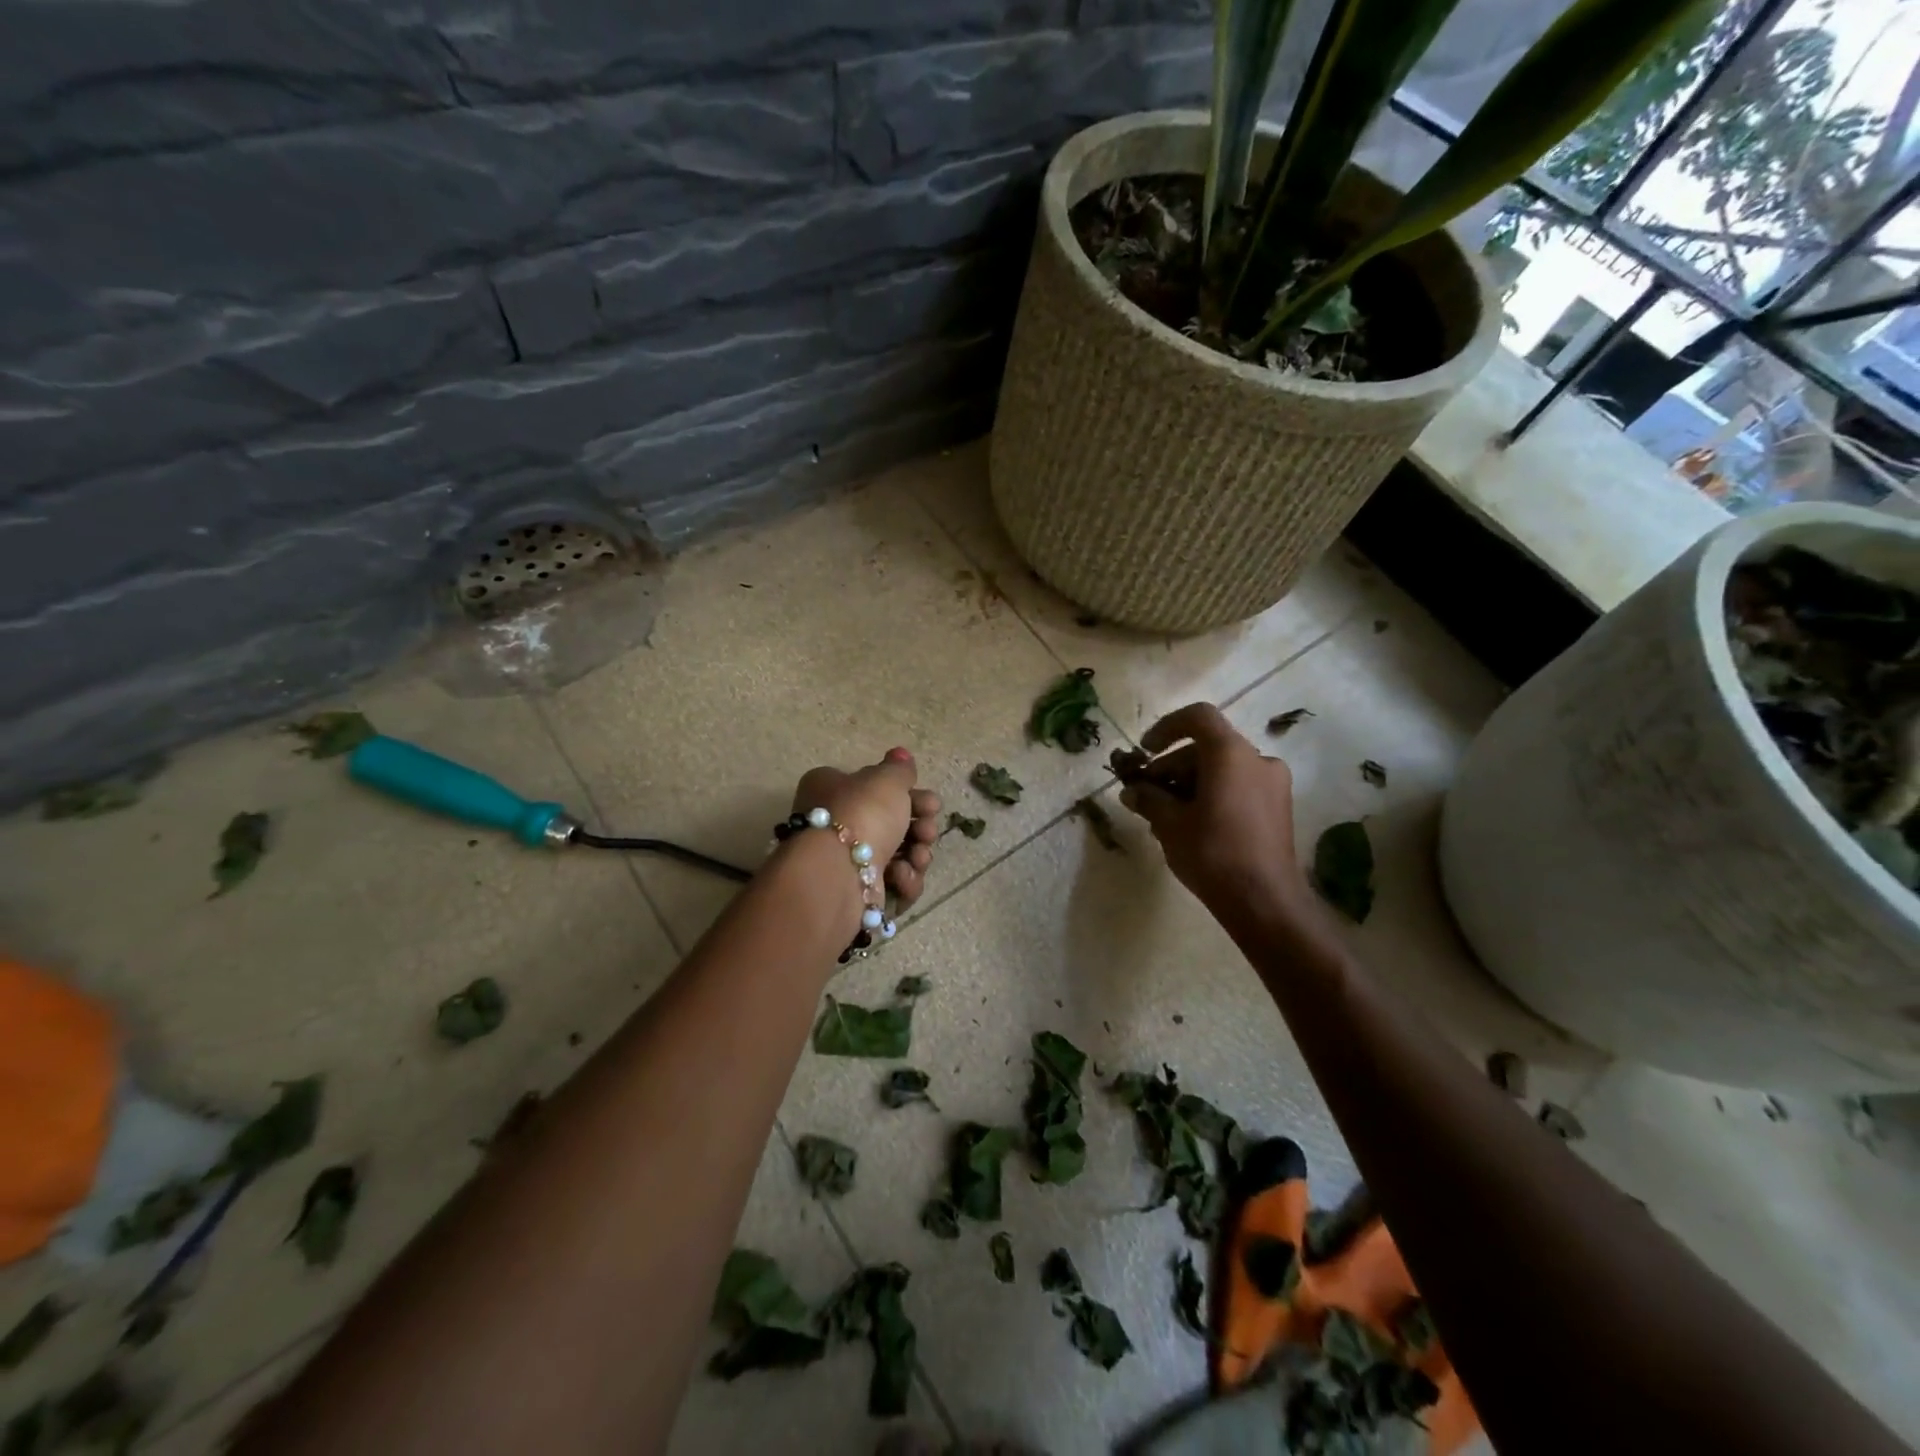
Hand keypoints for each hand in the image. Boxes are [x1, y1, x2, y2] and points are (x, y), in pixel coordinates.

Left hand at [791, 749, 943, 908]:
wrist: (839, 873)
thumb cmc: (861, 813)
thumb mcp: (886, 779)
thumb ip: (899, 769)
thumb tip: (900, 755)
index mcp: (832, 790)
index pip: (875, 789)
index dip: (908, 794)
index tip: (931, 802)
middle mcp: (835, 825)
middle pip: (891, 824)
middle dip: (919, 827)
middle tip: (927, 829)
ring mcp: (847, 862)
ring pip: (897, 856)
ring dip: (917, 855)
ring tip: (918, 856)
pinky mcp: (859, 894)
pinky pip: (893, 885)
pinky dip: (904, 881)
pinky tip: (902, 877)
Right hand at [1117, 703, 1312, 930]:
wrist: (1265, 902)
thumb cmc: (1213, 853)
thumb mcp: (1170, 824)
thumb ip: (1149, 799)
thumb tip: (1131, 791)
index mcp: (1231, 754)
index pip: (1198, 717)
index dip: (1166, 727)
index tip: (1145, 751)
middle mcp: (1258, 760)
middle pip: (1207, 747)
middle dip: (1172, 766)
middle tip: (1146, 794)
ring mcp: (1273, 784)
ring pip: (1222, 769)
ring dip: (1189, 784)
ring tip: (1164, 816)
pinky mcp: (1278, 808)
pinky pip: (1238, 787)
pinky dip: (1212, 795)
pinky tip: (1191, 826)